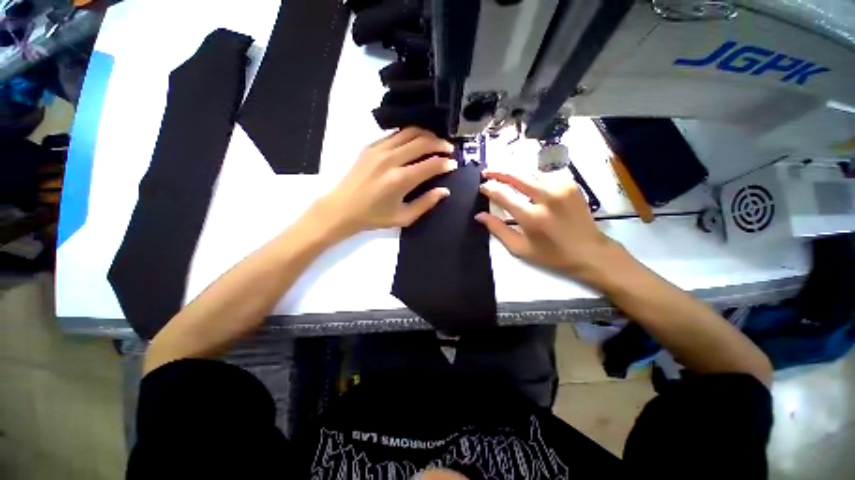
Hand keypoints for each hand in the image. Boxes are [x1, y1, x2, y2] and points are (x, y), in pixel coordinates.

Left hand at [311, 127, 455, 239]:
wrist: (342, 209)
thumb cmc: (374, 217)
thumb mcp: (404, 217)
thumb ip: (426, 203)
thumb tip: (444, 191)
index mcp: (400, 180)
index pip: (430, 164)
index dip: (445, 163)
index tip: (454, 164)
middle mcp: (390, 159)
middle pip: (422, 142)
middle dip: (440, 144)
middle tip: (449, 149)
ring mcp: (379, 149)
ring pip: (409, 132)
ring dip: (426, 135)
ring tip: (435, 142)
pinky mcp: (370, 146)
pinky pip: (395, 134)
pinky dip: (409, 135)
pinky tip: (415, 142)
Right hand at [475, 170, 623, 284]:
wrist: (590, 252)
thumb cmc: (552, 255)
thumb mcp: (520, 248)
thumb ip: (498, 229)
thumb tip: (479, 215)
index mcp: (532, 217)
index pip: (503, 194)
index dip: (489, 188)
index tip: (482, 187)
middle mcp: (546, 197)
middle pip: (516, 175)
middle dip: (498, 171)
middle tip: (487, 172)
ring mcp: (561, 187)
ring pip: (530, 172)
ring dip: (515, 173)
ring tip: (504, 176)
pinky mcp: (570, 184)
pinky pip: (544, 175)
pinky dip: (531, 177)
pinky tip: (527, 183)